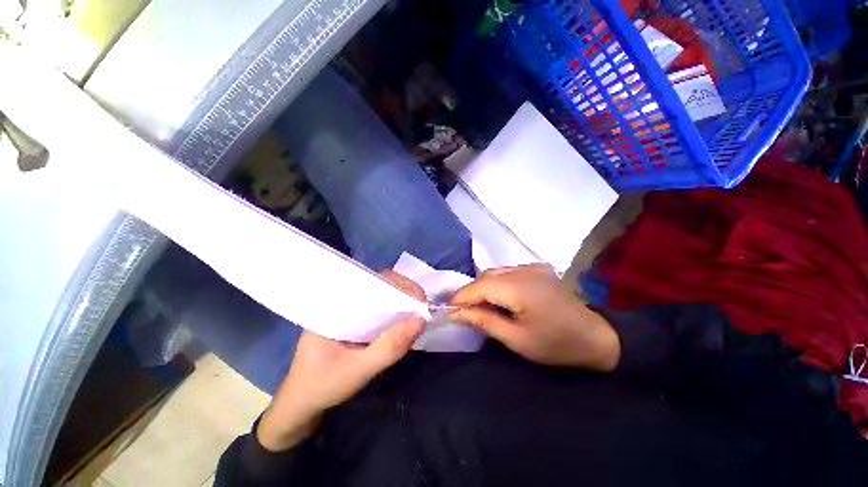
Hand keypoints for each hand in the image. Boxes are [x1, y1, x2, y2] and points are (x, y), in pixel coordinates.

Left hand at [257, 271, 425, 450]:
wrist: (300, 406)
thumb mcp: (358, 370)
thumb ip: (389, 347)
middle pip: (377, 285)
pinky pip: (376, 309)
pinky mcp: (352, 320)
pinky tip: (402, 320)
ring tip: (417, 311)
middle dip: (403, 292)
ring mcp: (346, 310)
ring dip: (400, 301)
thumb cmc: (322, 385)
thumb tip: (421, 321)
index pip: (370, 280)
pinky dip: (391, 312)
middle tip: (423, 307)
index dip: (398, 284)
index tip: (419, 298)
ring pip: (379, 296)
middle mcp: (340, 300)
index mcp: (333, 303)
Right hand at [451, 264, 619, 370]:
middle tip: (464, 310)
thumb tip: (457, 312)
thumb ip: (484, 321)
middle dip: (472, 292)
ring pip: (497, 272)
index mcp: (520, 287)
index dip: (462, 296)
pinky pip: (509, 272)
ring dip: (484, 286)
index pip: (480, 285)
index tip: (449, 309)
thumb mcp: (516, 339)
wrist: (597, 337)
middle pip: (487, 275)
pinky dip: (498, 283)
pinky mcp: (539, 268)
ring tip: (480, 305)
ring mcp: (533, 266)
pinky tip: (500, 297)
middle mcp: (525, 270)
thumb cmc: (556, 344)